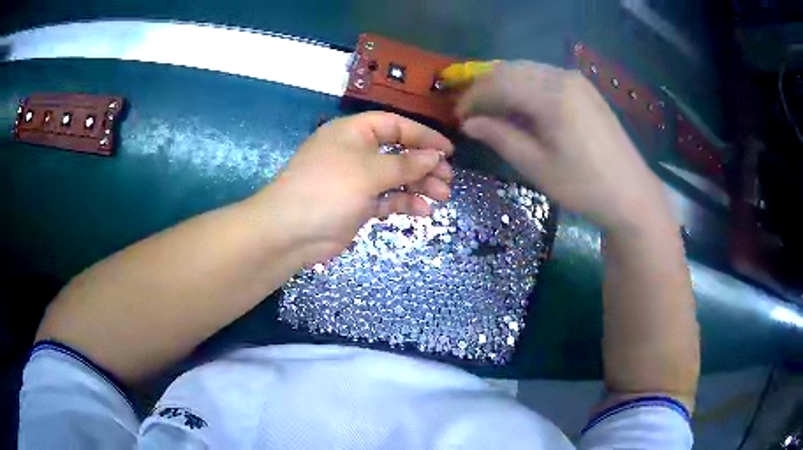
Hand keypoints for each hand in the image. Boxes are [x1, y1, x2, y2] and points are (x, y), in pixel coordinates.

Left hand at [256, 112, 454, 263]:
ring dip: (419, 186)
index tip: (448, 151)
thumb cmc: (329, 189)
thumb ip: (406, 164)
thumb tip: (436, 157)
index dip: (423, 136)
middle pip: (398, 153)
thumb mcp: (370, 172)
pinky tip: (423, 211)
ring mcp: (356, 179)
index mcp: (354, 132)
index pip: (396, 126)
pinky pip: (386, 199)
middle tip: (448, 180)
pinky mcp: (357, 204)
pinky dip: (403, 203)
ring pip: (395, 178)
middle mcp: (356, 152)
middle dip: (424, 166)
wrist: (290, 232)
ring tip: (442, 197)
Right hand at [456, 61, 667, 229]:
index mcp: (551, 95)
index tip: (458, 117)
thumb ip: (499, 137)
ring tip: (493, 112)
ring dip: (504, 86)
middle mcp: (563, 77)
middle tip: (472, 114)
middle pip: (510, 70)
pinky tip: (521, 107)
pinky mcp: (585, 87)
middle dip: (485, 89)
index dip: (473, 98)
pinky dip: (525, 87)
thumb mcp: (536, 165)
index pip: (498, 84)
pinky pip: (544, 76)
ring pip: (526, 70)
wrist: (631, 193)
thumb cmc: (583, 185)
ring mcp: (576, 79)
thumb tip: (469, 123)